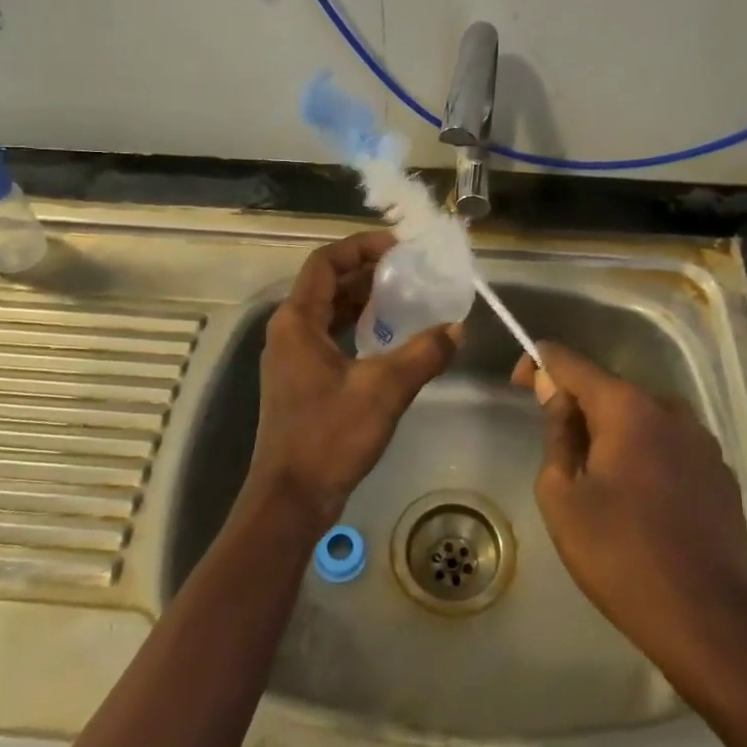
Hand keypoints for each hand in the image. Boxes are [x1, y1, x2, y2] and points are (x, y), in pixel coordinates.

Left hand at [251, 231, 459, 529]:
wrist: (290, 499)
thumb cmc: (329, 437)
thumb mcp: (383, 390)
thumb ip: (423, 354)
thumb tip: (457, 328)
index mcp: (297, 320)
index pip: (326, 262)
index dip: (361, 247)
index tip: (399, 247)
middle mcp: (289, 330)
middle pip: (327, 283)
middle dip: (367, 272)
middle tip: (410, 270)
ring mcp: (292, 356)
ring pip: (328, 310)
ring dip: (363, 299)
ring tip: (405, 296)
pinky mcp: (300, 379)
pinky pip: (330, 335)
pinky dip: (357, 327)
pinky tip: (387, 337)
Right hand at [515, 344, 746, 681]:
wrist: (707, 620)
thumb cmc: (620, 556)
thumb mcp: (562, 497)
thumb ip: (557, 433)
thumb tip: (555, 392)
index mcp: (627, 408)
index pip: (571, 363)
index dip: (539, 364)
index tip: (520, 382)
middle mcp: (670, 409)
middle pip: (610, 390)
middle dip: (579, 406)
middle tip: (557, 447)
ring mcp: (702, 440)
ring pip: (643, 418)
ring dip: (615, 432)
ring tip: (599, 478)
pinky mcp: (721, 471)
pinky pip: (671, 445)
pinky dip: (647, 454)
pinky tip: (640, 498)